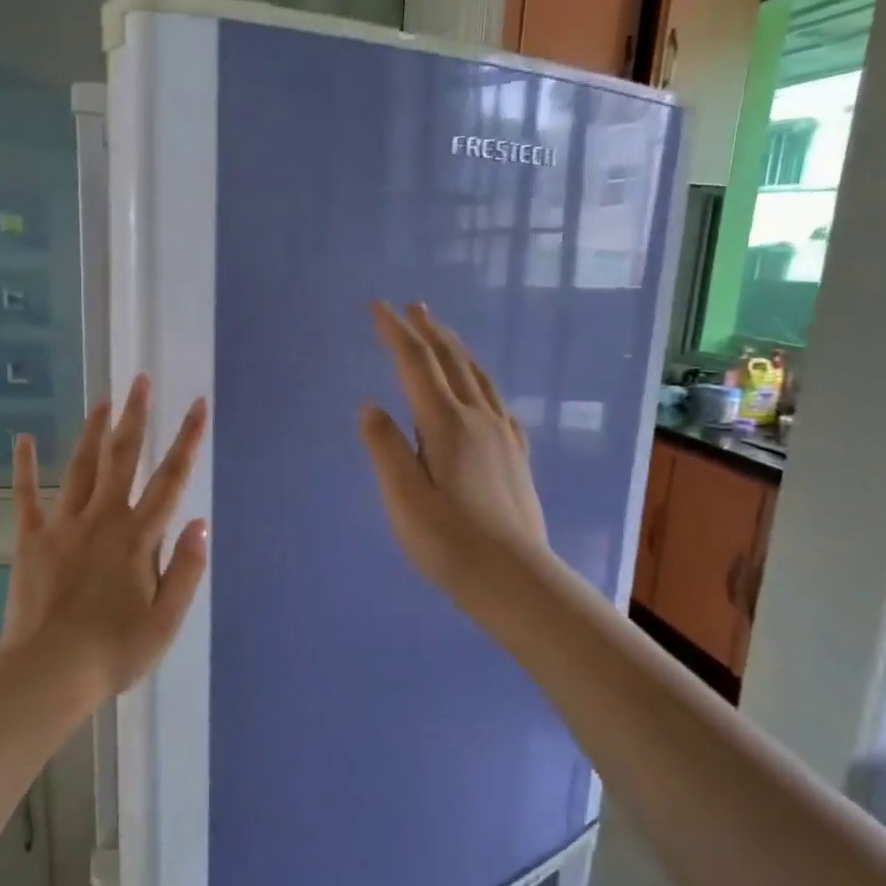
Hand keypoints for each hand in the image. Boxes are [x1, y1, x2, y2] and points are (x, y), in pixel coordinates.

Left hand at [1, 378, 209, 701]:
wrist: (50, 673)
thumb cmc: (115, 650)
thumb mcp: (167, 619)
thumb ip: (186, 568)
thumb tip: (200, 522)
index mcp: (138, 537)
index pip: (171, 479)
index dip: (188, 440)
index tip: (199, 405)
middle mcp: (103, 519)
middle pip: (123, 458)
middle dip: (136, 417)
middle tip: (141, 380)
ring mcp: (63, 526)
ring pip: (82, 467)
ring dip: (93, 431)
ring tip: (103, 400)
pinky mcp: (31, 541)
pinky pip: (28, 497)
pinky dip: (26, 468)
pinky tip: (23, 440)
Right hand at [358, 302, 548, 591]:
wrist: (514, 578)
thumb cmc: (449, 542)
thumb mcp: (403, 497)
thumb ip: (385, 447)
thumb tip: (370, 406)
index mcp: (446, 424)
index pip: (415, 364)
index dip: (395, 332)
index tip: (377, 307)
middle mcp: (478, 419)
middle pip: (451, 362)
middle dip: (427, 331)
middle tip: (411, 307)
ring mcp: (502, 435)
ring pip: (477, 377)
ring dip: (456, 349)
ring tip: (442, 334)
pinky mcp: (515, 454)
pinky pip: (496, 400)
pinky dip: (478, 380)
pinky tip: (479, 390)